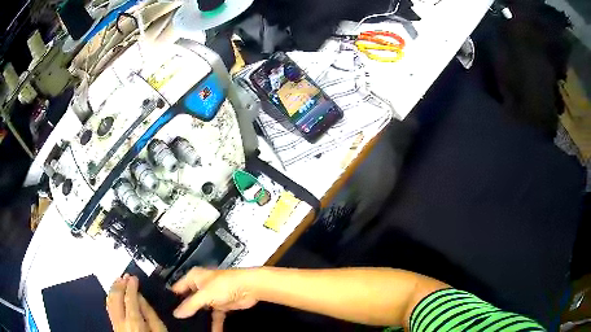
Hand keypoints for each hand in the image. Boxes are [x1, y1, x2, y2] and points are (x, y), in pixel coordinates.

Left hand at [107, 274, 166, 331]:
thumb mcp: (159, 330)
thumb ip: (150, 313)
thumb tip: (140, 297)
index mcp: (134, 322)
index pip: (129, 298)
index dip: (131, 286)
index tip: (133, 278)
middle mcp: (121, 321)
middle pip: (115, 297)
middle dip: (119, 284)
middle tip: (125, 276)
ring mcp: (115, 323)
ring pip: (109, 301)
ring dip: (113, 288)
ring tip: (118, 281)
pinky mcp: (113, 326)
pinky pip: (109, 307)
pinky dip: (111, 297)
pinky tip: (114, 294)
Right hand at [172, 268, 257, 330]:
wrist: (249, 288)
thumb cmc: (224, 285)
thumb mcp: (204, 294)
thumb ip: (190, 305)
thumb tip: (176, 313)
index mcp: (194, 278)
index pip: (178, 288)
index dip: (172, 298)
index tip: (165, 309)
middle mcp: (201, 286)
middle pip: (189, 300)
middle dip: (185, 311)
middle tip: (176, 322)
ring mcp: (212, 296)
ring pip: (202, 309)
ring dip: (199, 319)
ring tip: (190, 329)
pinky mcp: (222, 305)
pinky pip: (215, 316)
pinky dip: (214, 324)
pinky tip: (212, 331)